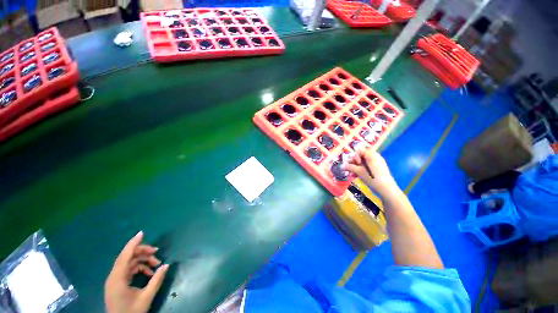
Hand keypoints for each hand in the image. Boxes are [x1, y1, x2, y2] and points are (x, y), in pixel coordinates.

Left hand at [105, 231, 168, 312]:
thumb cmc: (131, 312)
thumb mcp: (146, 297)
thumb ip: (156, 280)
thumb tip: (166, 265)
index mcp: (117, 279)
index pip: (125, 256)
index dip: (133, 244)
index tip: (142, 233)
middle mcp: (114, 276)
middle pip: (128, 257)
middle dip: (143, 252)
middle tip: (157, 252)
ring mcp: (115, 280)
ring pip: (129, 263)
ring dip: (143, 260)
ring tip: (156, 263)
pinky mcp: (117, 283)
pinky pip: (129, 269)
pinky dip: (139, 267)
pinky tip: (149, 272)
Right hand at [343, 149, 399, 197]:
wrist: (387, 189)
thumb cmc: (372, 178)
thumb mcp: (358, 172)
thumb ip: (349, 167)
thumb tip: (341, 166)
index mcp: (371, 155)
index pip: (359, 151)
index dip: (354, 156)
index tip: (354, 164)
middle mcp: (376, 157)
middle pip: (361, 156)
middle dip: (354, 162)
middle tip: (351, 169)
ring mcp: (378, 163)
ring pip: (364, 162)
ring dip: (357, 167)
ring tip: (354, 174)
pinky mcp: (379, 169)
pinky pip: (368, 167)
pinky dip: (363, 170)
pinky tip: (359, 176)